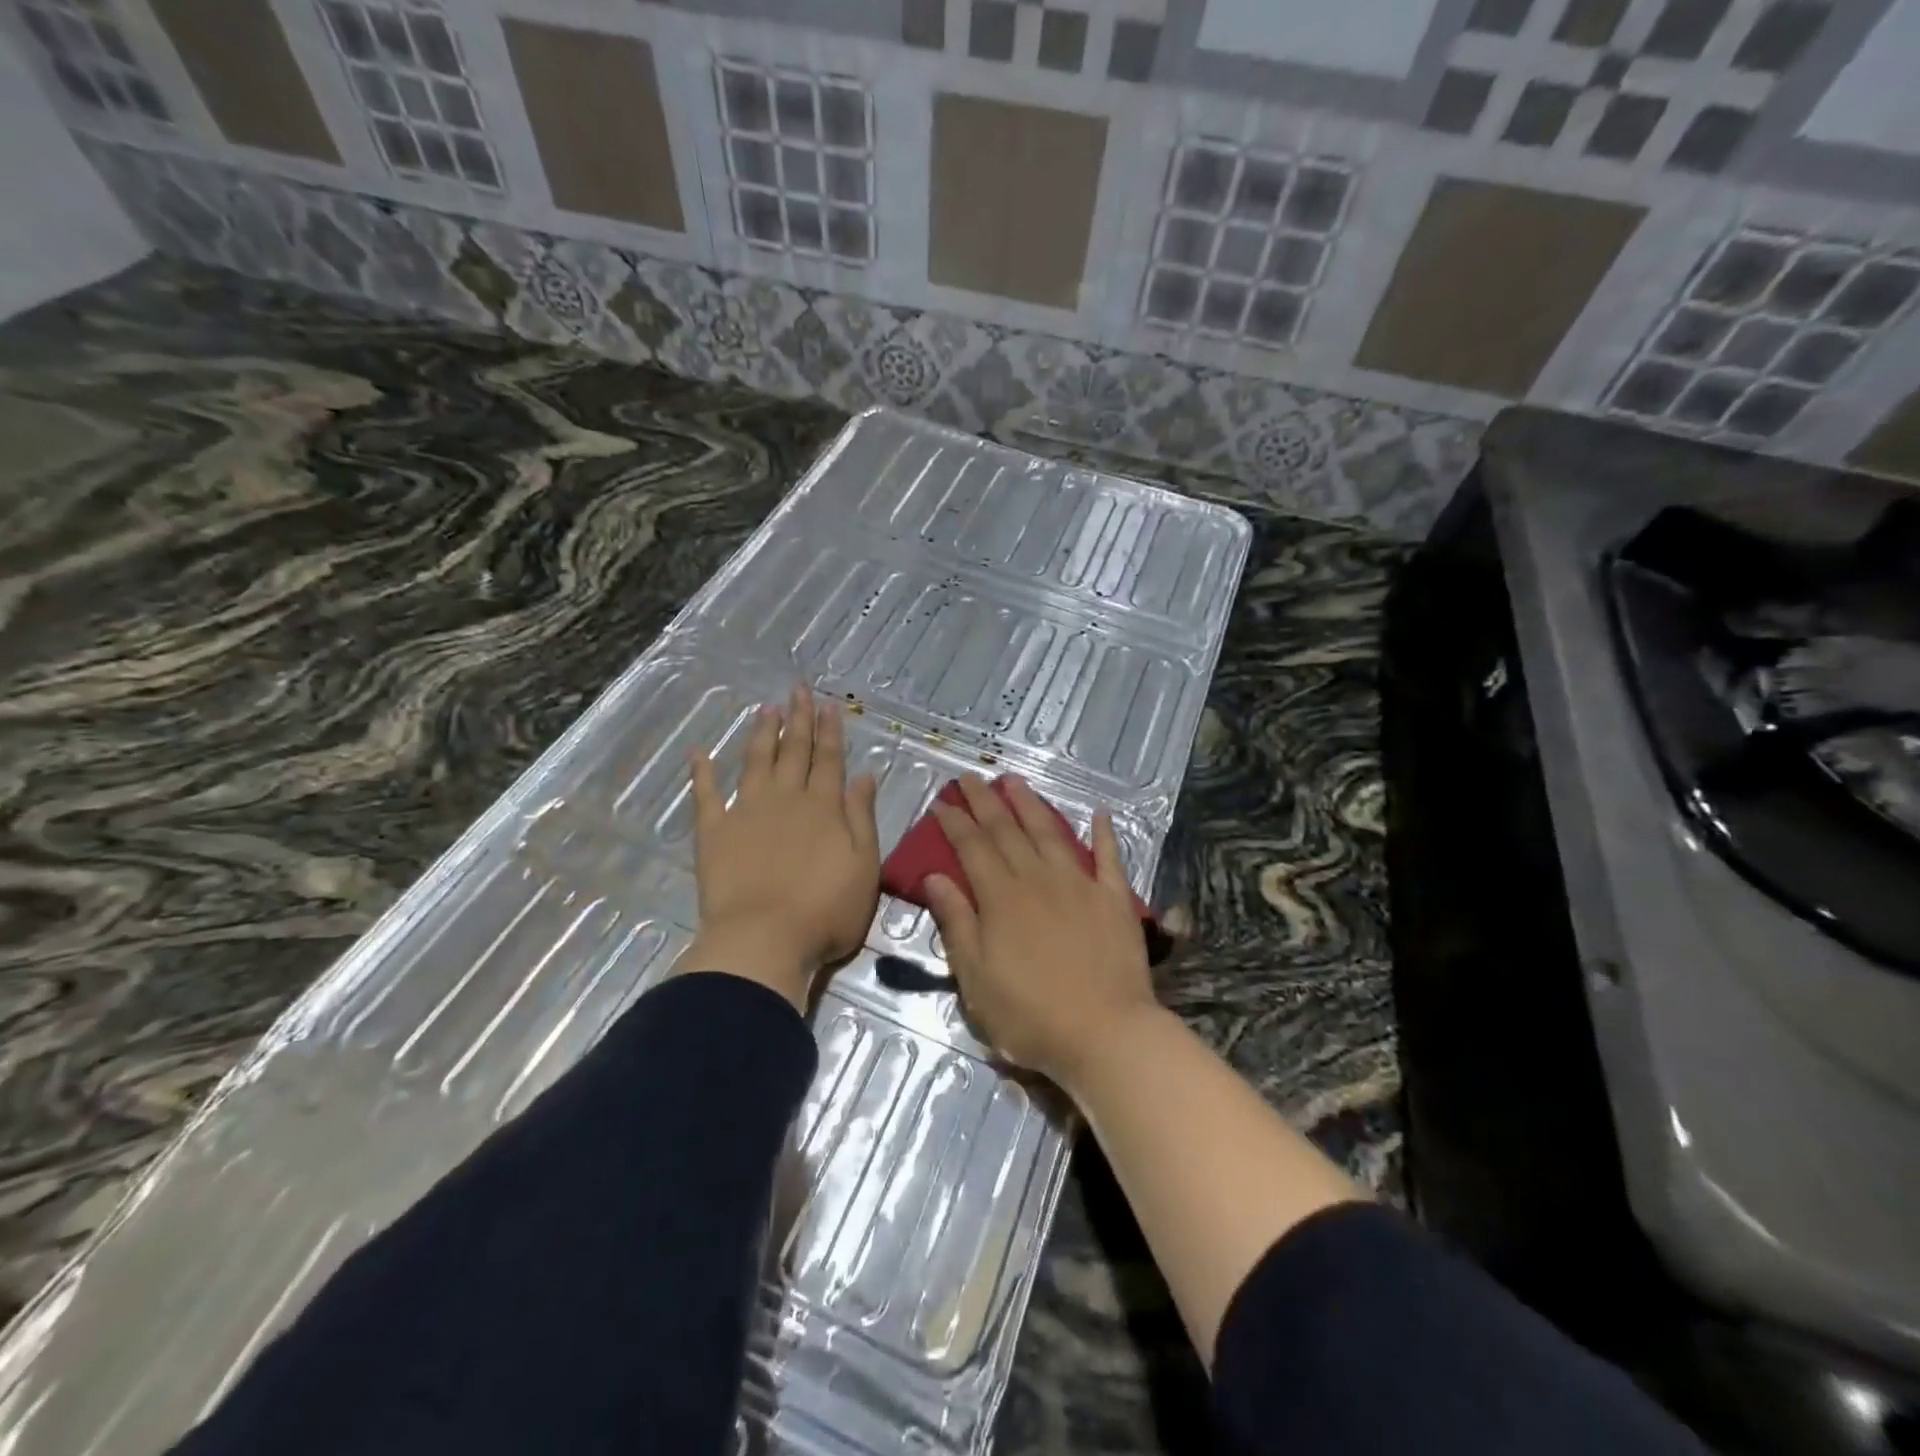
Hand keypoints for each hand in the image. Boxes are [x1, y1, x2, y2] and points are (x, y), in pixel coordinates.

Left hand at [680, 686, 879, 1009]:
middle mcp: (786, 799)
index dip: (830, 732)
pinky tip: (699, 751)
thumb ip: (862, 818)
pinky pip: (706, 794)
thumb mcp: (864, 866)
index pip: (829, 760)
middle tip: (798, 689)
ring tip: (766, 708)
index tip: (829, 705)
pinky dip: (702, 772)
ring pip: (756, 762)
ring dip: (762, 734)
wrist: (764, 940)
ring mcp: (747, 812)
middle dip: (799, 719)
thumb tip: (865, 775)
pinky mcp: (714, 832)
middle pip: (794, 751)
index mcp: (823, 808)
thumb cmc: (825, 911)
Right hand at [923, 774, 1159, 1087]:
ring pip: (1051, 833)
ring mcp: (1080, 885)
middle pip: (1007, 831)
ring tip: (1016, 781)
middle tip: (970, 777)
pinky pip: (1109, 858)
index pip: (972, 848)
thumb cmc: (1031, 1015)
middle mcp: (1038, 879)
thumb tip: (934, 877)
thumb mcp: (976, 978)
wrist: (1106, 1034)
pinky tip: (1100, 814)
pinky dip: (1104, 834)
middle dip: (985, 802)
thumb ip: (957, 922)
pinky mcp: (1114, 899)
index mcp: (1001, 898)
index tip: (941, 802)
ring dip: (1032, 805)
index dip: (955, 823)